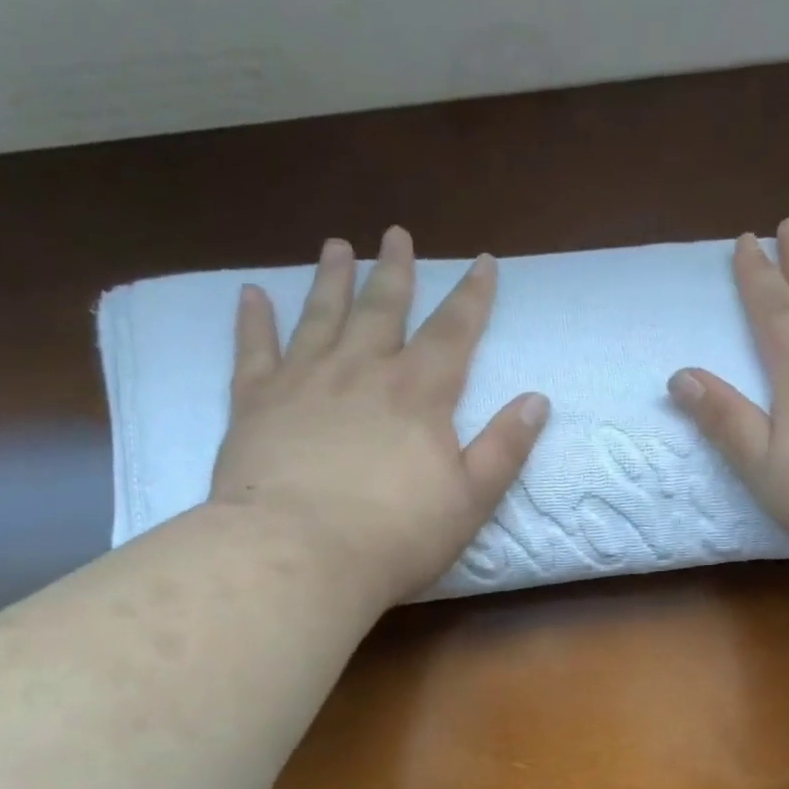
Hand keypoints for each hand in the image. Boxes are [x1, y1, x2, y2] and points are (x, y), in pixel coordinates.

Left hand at [208, 226, 548, 609]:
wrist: (299, 555)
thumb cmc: (396, 535)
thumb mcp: (471, 498)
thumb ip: (505, 447)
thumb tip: (538, 400)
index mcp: (419, 393)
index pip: (454, 331)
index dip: (472, 295)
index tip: (482, 261)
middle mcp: (362, 371)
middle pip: (383, 308)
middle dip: (395, 270)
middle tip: (396, 233)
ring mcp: (303, 381)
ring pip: (320, 316)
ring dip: (331, 279)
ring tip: (335, 246)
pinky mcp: (254, 403)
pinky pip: (253, 349)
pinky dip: (252, 320)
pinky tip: (251, 293)